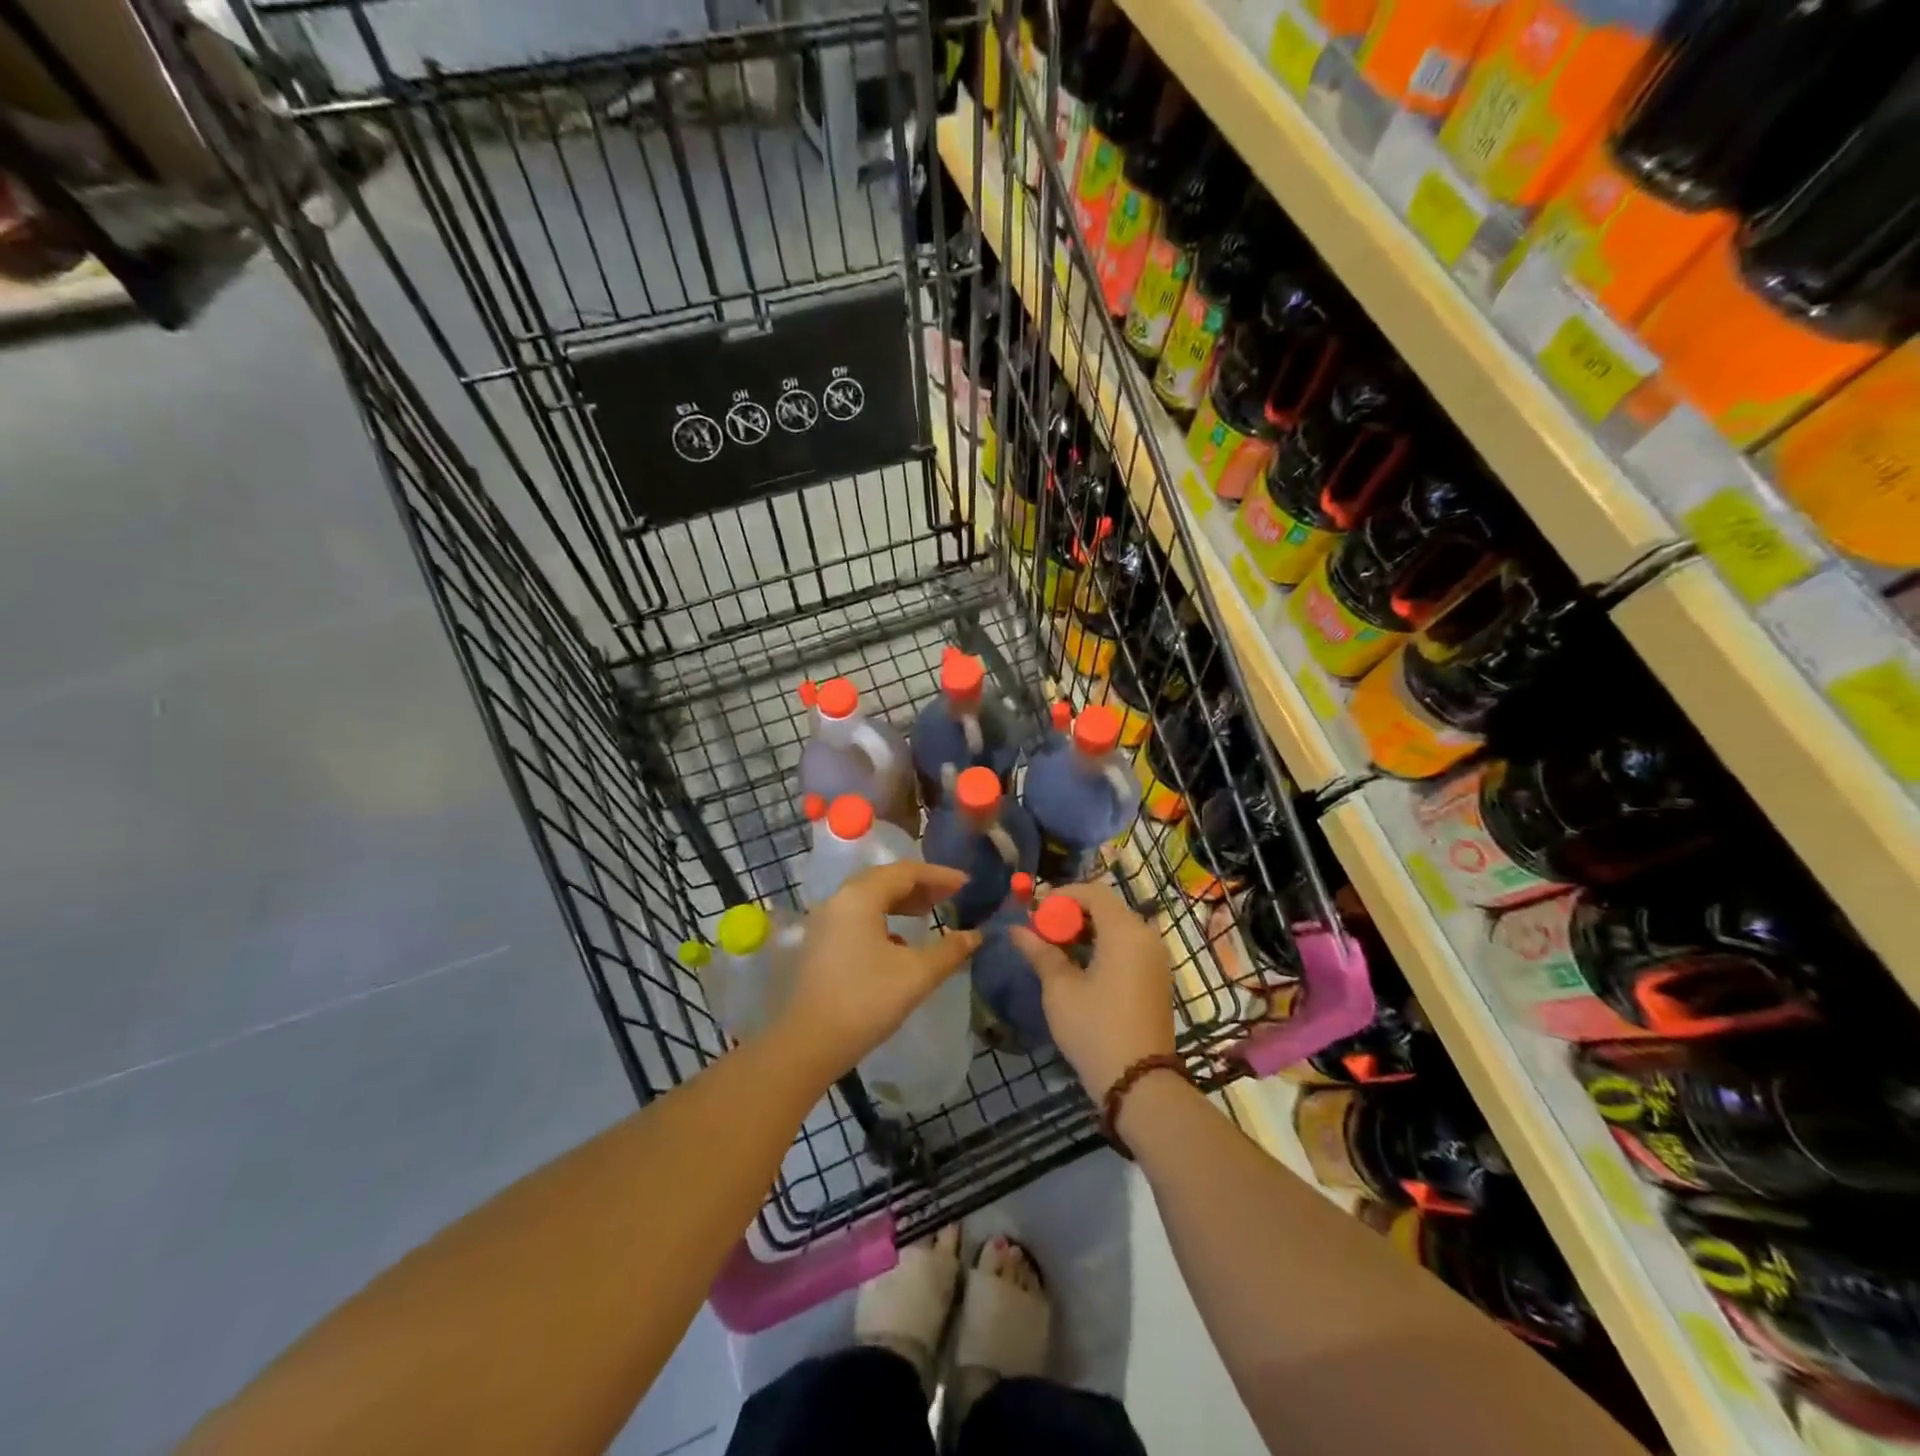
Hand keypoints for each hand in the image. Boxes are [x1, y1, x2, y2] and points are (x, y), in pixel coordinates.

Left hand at [773, 863, 981, 1091]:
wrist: (809, 1043)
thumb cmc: (866, 1001)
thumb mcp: (917, 974)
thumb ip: (950, 950)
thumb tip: (975, 935)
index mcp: (860, 897)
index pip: (906, 872)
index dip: (939, 875)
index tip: (966, 884)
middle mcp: (839, 900)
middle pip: (885, 880)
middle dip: (920, 885)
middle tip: (951, 896)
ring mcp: (825, 921)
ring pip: (870, 898)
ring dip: (902, 901)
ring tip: (929, 913)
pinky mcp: (820, 943)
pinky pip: (858, 916)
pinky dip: (883, 918)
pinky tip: (900, 942)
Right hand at [1009, 882, 1173, 1099]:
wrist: (1139, 1083)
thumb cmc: (1095, 1028)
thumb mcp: (1060, 988)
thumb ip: (1040, 951)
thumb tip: (1016, 929)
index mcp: (1125, 931)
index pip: (1093, 892)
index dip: (1062, 896)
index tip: (1035, 913)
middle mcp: (1146, 937)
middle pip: (1106, 908)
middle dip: (1071, 914)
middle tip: (1041, 931)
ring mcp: (1155, 959)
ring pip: (1117, 928)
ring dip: (1085, 931)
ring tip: (1055, 950)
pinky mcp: (1156, 979)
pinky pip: (1127, 947)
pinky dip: (1102, 947)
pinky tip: (1079, 967)